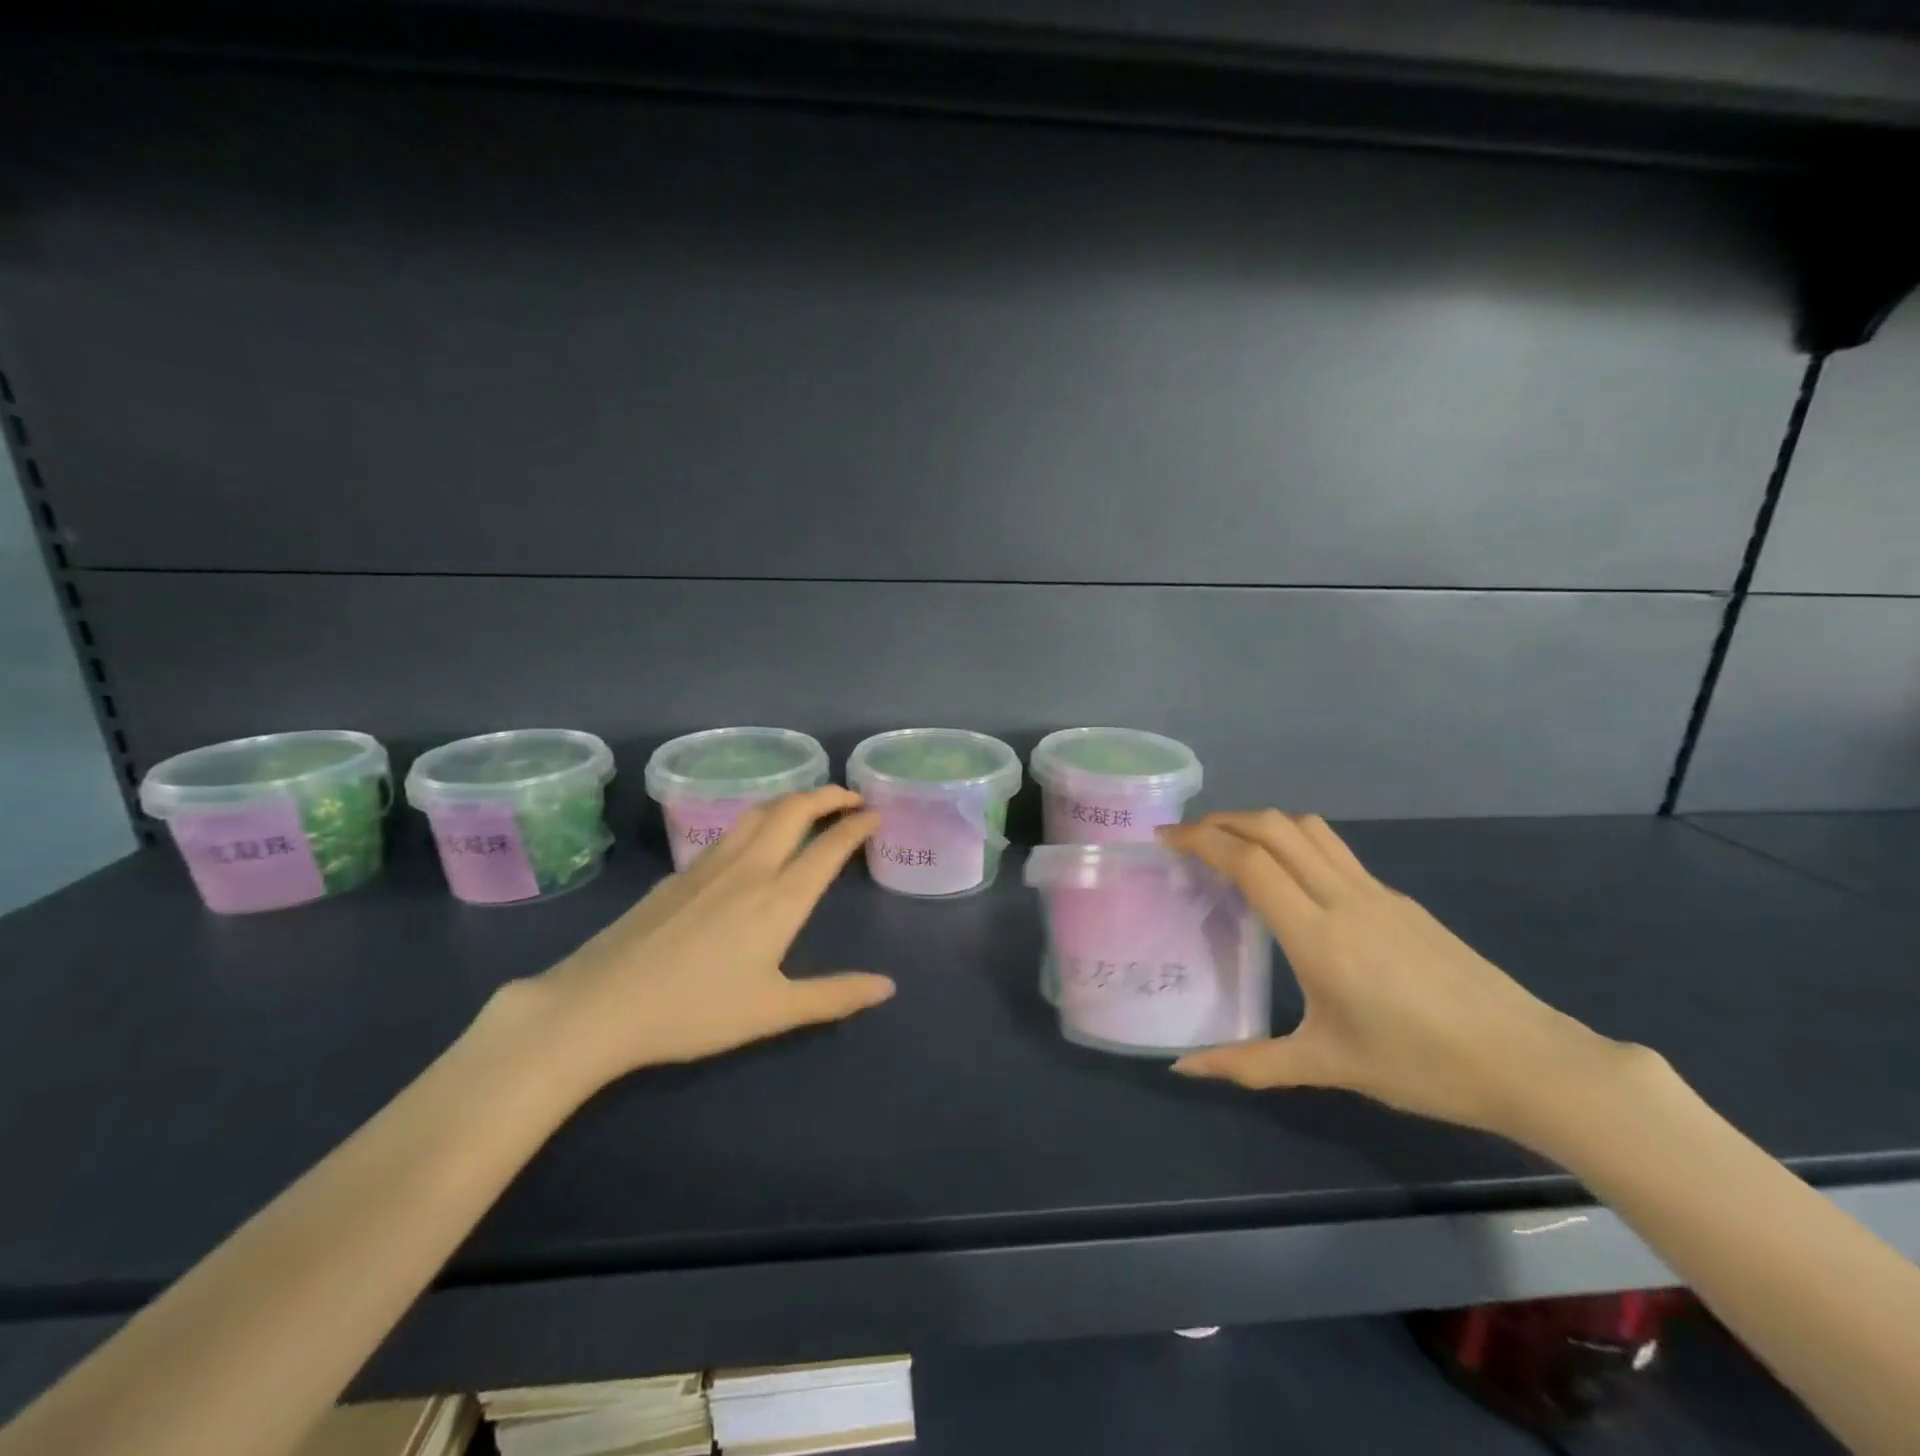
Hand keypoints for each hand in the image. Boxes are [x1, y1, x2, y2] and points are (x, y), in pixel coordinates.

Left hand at [506, 787, 894, 1094]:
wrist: (601, 1004)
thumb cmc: (695, 1011)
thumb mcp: (773, 1011)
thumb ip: (834, 996)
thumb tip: (887, 987)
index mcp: (779, 899)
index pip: (829, 847)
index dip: (856, 826)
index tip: (875, 815)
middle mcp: (750, 868)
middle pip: (794, 810)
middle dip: (828, 795)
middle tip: (851, 797)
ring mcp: (710, 865)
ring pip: (759, 811)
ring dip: (792, 799)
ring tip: (809, 805)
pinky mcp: (680, 872)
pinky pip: (731, 830)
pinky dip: (760, 818)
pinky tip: (754, 838)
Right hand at [1161, 811, 1634, 1142]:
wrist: (1529, 1061)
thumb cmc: (1420, 1066)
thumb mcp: (1326, 1065)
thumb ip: (1248, 1063)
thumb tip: (1183, 1068)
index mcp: (1317, 934)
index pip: (1248, 861)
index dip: (1201, 840)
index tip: (1165, 838)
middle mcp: (1342, 897)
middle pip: (1274, 827)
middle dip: (1224, 821)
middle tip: (1189, 838)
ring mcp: (1376, 891)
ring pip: (1308, 828)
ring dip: (1261, 822)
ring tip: (1231, 845)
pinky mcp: (1398, 898)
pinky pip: (1333, 850)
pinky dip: (1294, 842)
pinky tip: (1289, 880)